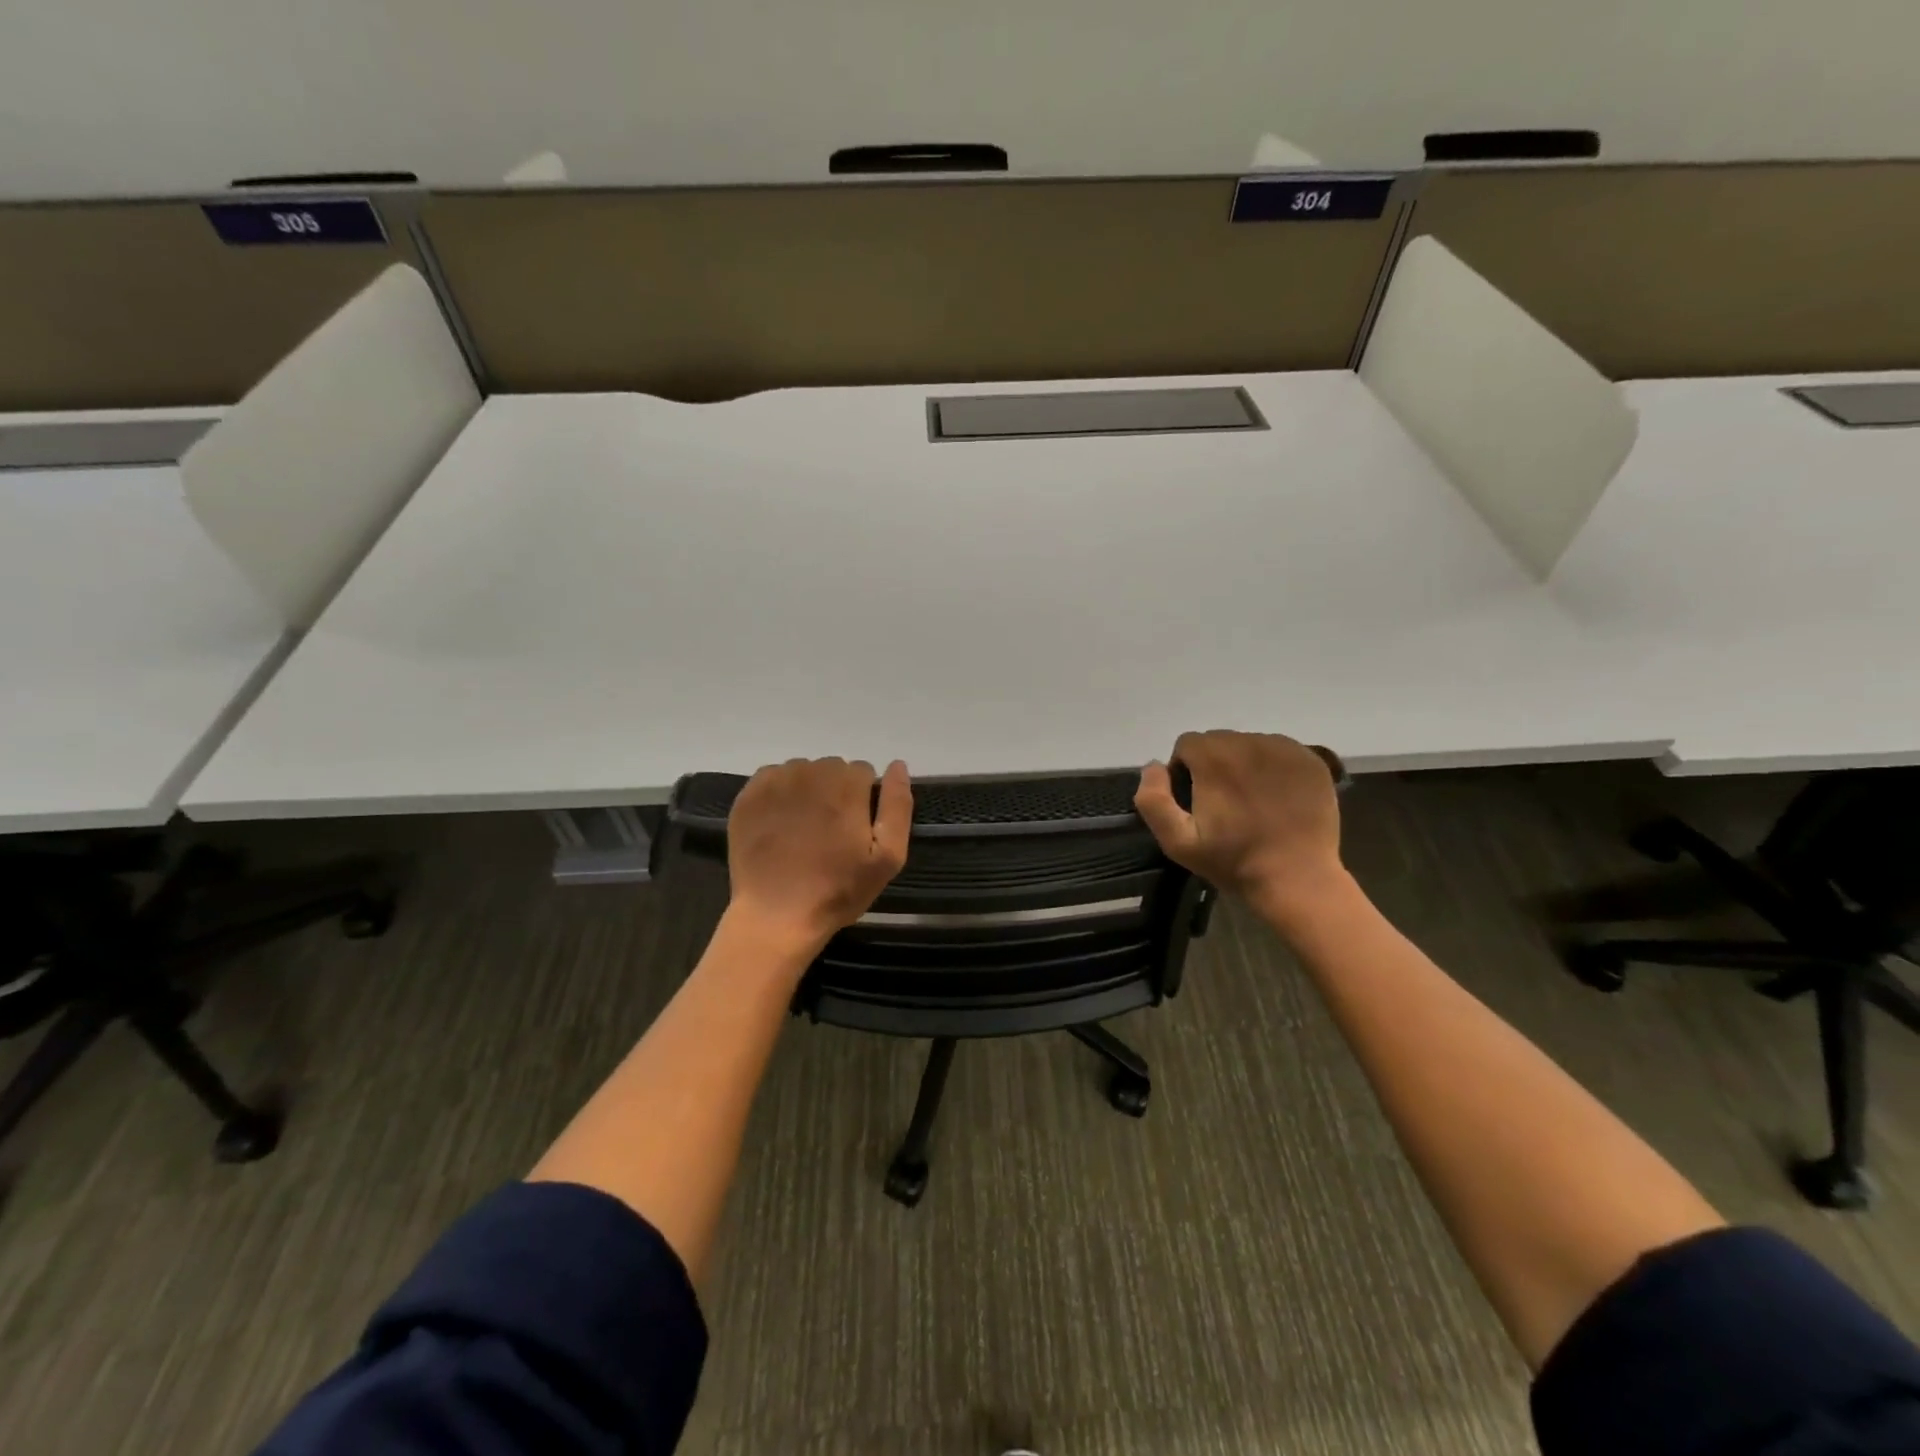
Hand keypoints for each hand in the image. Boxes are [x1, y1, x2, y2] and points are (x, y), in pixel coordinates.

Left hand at [725, 757, 911, 954]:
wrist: (775, 915)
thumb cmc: (838, 890)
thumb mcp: (887, 857)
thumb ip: (897, 806)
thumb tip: (898, 765)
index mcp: (847, 785)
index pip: (864, 772)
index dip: (863, 800)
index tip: (855, 829)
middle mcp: (811, 772)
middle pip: (832, 769)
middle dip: (836, 792)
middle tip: (830, 832)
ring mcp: (776, 782)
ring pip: (803, 772)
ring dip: (808, 791)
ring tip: (803, 830)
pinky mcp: (749, 795)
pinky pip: (773, 779)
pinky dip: (780, 795)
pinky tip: (779, 825)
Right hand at [1135, 730, 1347, 929]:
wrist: (1297, 879)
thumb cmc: (1233, 861)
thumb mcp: (1177, 841)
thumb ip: (1153, 799)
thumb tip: (1153, 766)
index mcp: (1213, 756)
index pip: (1187, 744)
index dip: (1184, 770)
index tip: (1195, 799)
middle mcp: (1249, 742)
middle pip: (1219, 741)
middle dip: (1214, 764)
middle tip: (1224, 802)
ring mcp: (1285, 749)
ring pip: (1250, 744)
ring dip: (1244, 764)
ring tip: (1252, 800)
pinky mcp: (1312, 761)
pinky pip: (1281, 752)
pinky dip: (1274, 768)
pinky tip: (1277, 797)